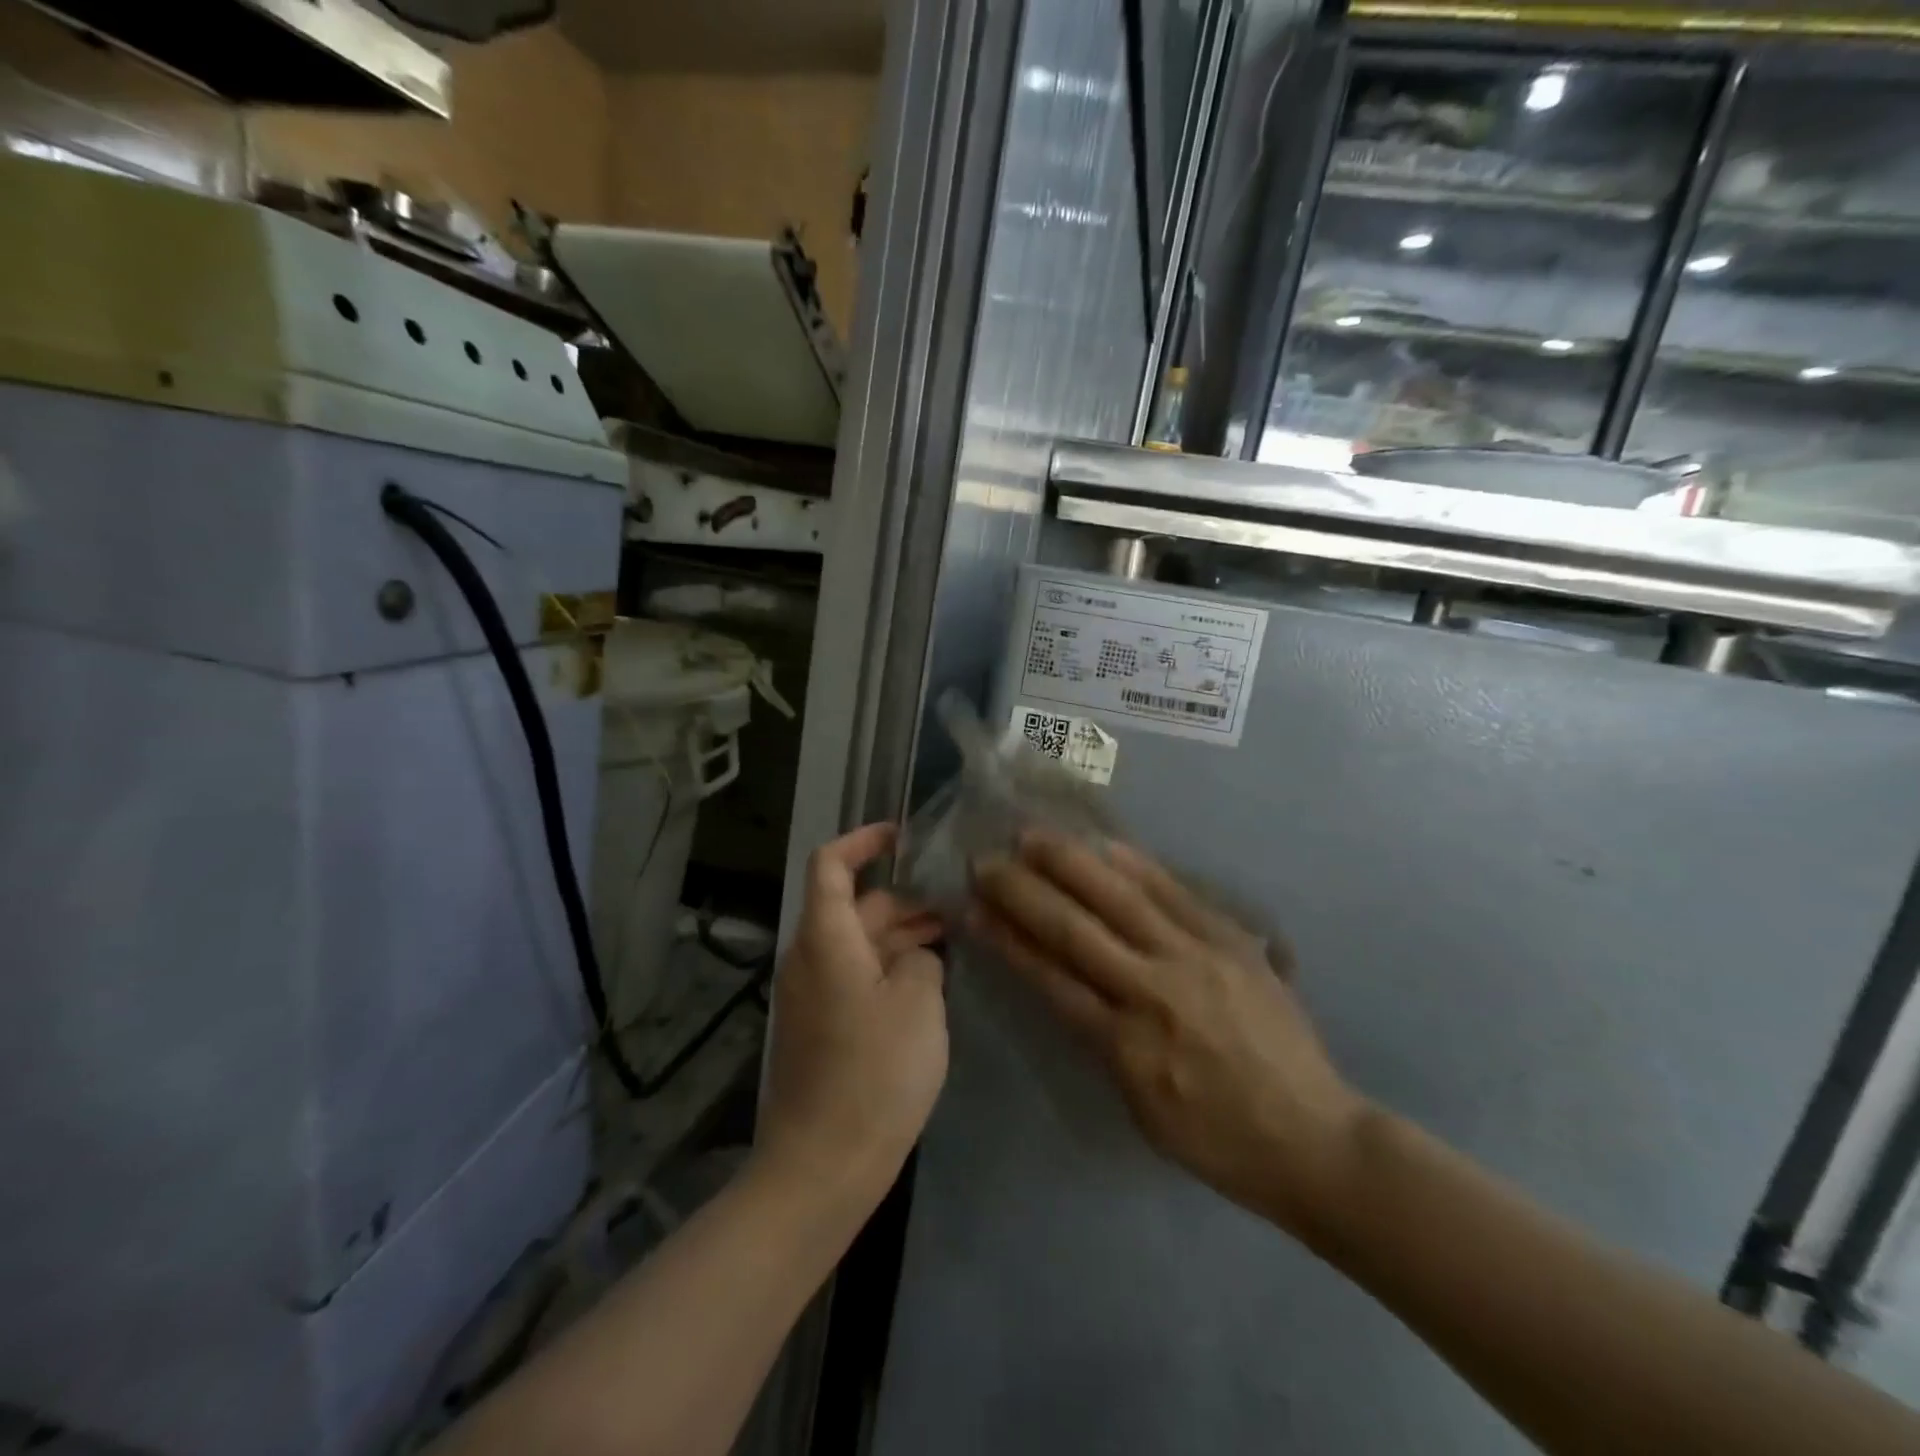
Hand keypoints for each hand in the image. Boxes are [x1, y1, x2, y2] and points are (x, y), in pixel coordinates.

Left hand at [755, 824, 947, 1210]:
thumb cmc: (874, 1073)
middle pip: (855, 907)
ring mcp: (812, 996)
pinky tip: (928, 984)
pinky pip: (855, 978)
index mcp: (826, 938)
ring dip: (901, 937)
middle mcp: (810, 958)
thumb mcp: (919, 1004)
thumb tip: (915, 956)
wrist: (823, 1166)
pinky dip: (888, 968)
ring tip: (952, 940)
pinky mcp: (820, 1028)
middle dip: (904, 900)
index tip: (902, 835)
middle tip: (957, 905)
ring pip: (859, 945)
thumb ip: (923, 959)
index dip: (863, 840)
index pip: (830, 864)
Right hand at [969, 832, 1363, 1237]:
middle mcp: (1155, 990)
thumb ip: (1102, 1040)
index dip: (1007, 939)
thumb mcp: (1141, 1105)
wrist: (1314, 1137)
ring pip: (1121, 898)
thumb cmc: (1217, 1140)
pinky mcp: (1231, 941)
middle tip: (987, 860)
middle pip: (1075, 929)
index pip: (1051, 977)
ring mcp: (1197, 958)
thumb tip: (1070, 986)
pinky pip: (1176, 894)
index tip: (973, 908)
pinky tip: (1107, 844)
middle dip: (1024, 891)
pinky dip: (1137, 867)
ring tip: (1033, 836)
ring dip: (1071, 863)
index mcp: (1127, 1043)